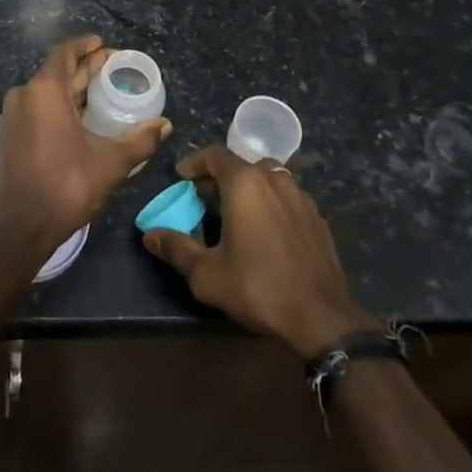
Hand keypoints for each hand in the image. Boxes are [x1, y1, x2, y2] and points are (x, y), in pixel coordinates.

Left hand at [0, 35, 170, 248]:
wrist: (22, 227)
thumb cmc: (67, 185)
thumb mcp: (111, 162)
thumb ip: (140, 140)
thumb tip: (165, 125)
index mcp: (43, 91)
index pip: (64, 53)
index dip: (86, 46)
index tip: (104, 46)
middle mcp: (23, 96)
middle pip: (57, 71)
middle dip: (84, 68)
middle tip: (112, 68)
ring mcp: (12, 117)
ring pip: (46, 92)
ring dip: (72, 88)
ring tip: (99, 92)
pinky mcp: (9, 136)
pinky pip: (36, 109)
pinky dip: (58, 106)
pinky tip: (79, 118)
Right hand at [143, 144, 376, 359]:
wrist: (321, 317)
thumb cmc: (258, 287)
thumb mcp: (207, 274)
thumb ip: (177, 249)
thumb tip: (150, 235)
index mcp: (245, 183)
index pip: (214, 154)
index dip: (195, 163)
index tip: (182, 178)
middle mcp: (274, 179)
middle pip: (241, 165)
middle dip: (220, 177)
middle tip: (204, 199)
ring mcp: (301, 196)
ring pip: (267, 178)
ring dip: (248, 189)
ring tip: (235, 213)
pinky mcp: (317, 216)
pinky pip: (287, 197)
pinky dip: (271, 203)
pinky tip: (266, 231)